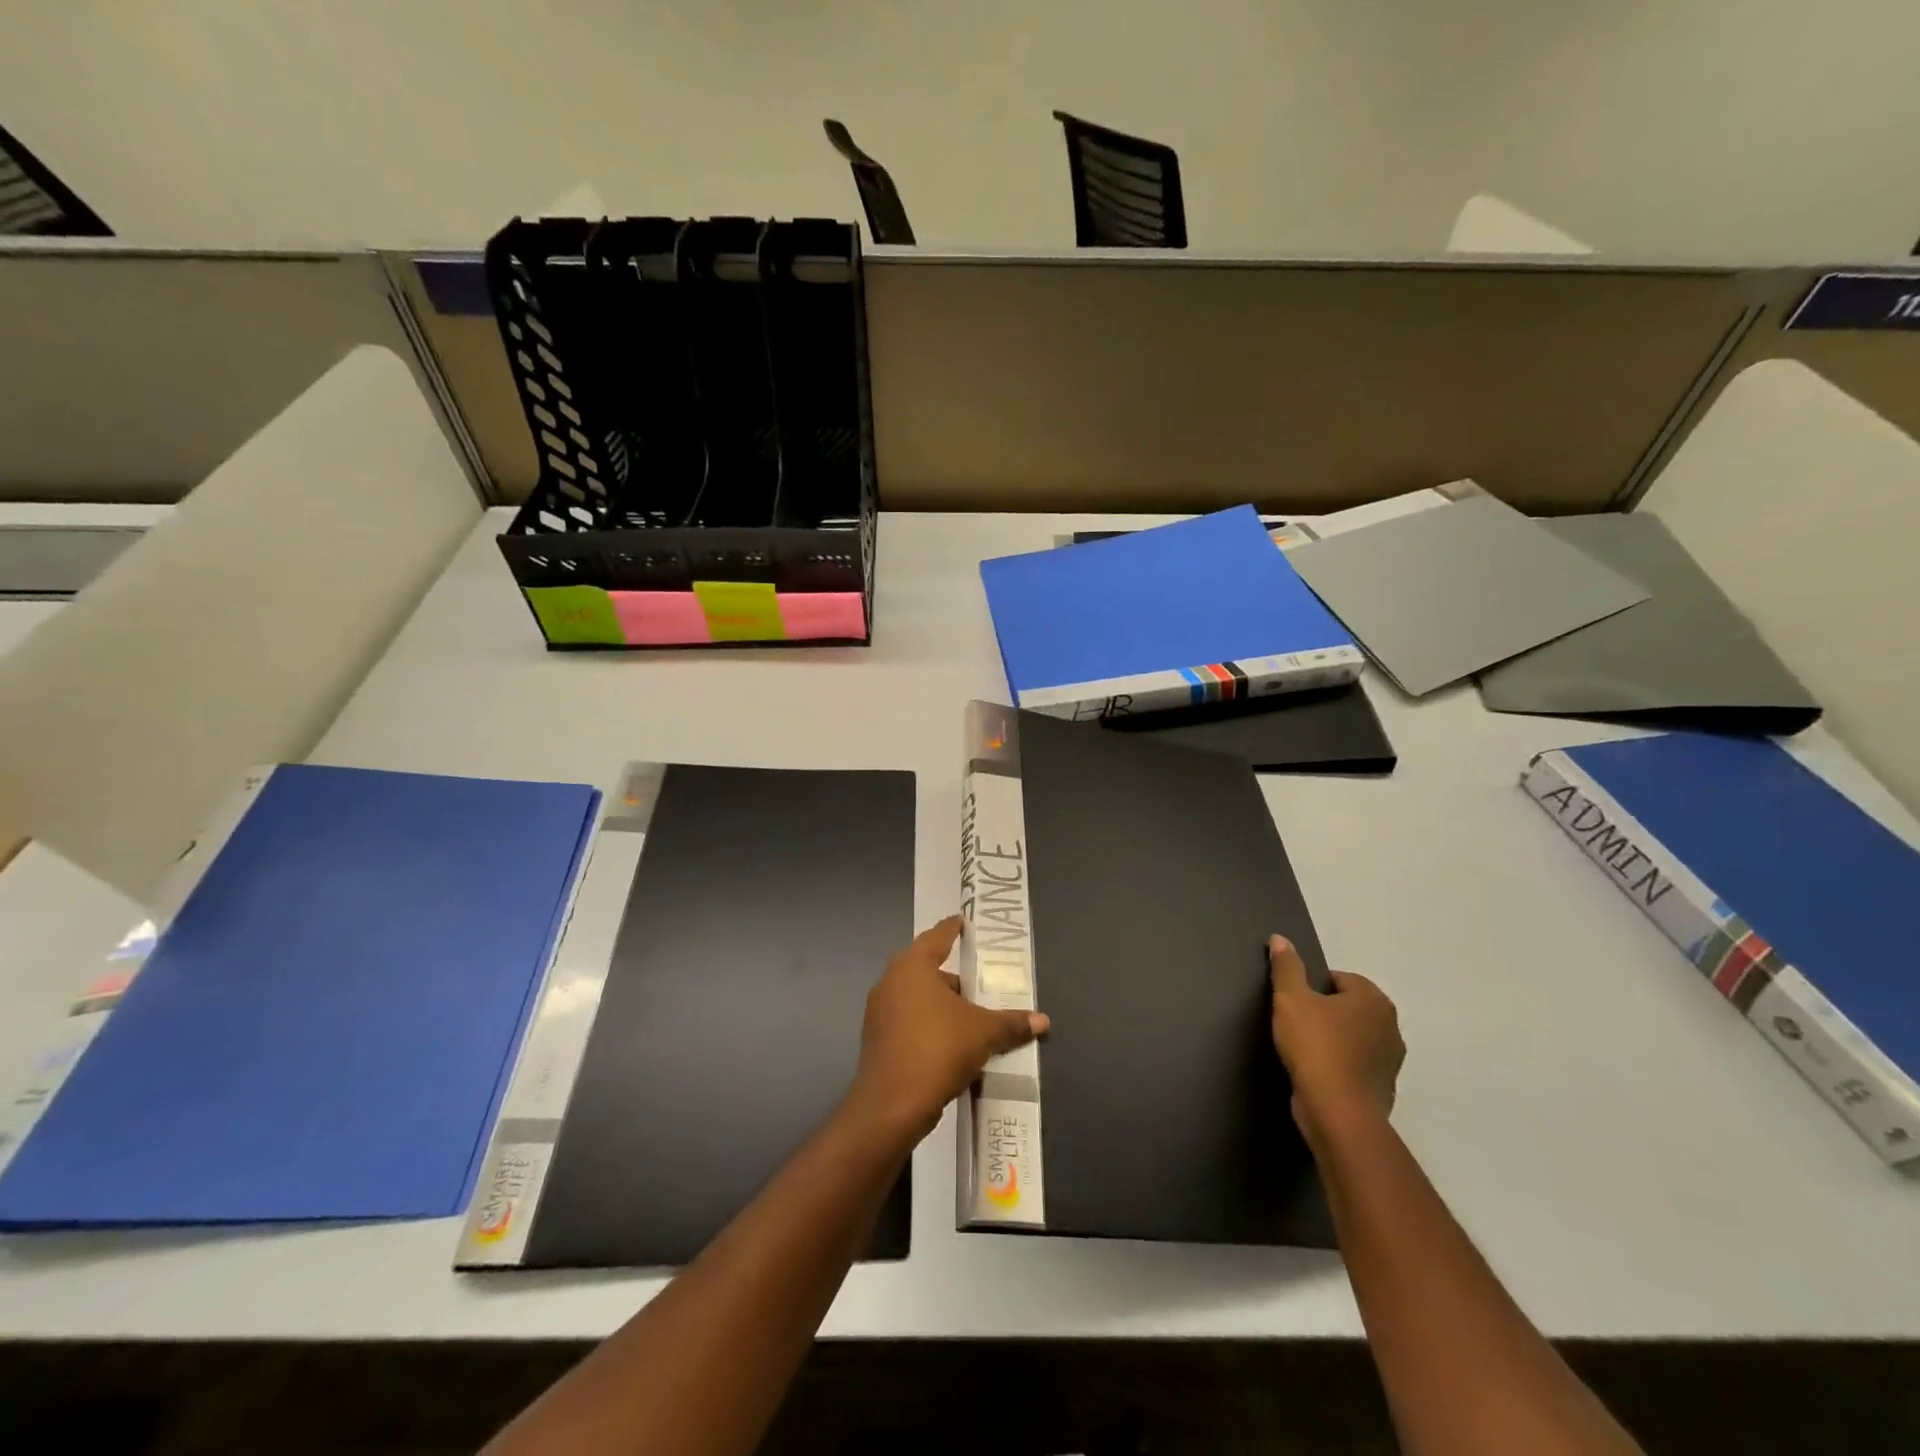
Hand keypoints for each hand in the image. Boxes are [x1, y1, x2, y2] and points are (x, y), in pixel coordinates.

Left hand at [849, 916, 1049, 1143]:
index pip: (936, 937)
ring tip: (967, 1014)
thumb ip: (1012, 1023)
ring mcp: (879, 1010)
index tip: (962, 922)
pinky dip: (926, 1022)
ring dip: (938, 1002)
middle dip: (950, 974)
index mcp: (913, 966)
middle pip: (924, 967)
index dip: (952, 929)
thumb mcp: (983, 1033)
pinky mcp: (876, 1038)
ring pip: (915, 996)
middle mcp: (890, 980)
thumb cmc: (938, 1049)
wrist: (892, 1104)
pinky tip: (947, 1040)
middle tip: (976, 980)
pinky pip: (906, 1019)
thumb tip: (1043, 1020)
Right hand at [1268, 934, 1403, 1145]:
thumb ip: (1286, 967)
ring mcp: (1391, 1061)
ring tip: (1304, 1050)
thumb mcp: (1291, 999)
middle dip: (1325, 1012)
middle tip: (1296, 1023)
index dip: (1313, 987)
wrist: (1337, 1113)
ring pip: (1354, 1037)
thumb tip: (1280, 938)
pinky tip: (1317, 1073)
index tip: (1294, 1003)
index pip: (1340, 978)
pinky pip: (1356, 1065)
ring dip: (1334, 1039)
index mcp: (1374, 1000)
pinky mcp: (1383, 1088)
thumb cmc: (1315, 1047)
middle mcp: (1391, 1027)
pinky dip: (1340, 1065)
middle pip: (1349, 1007)